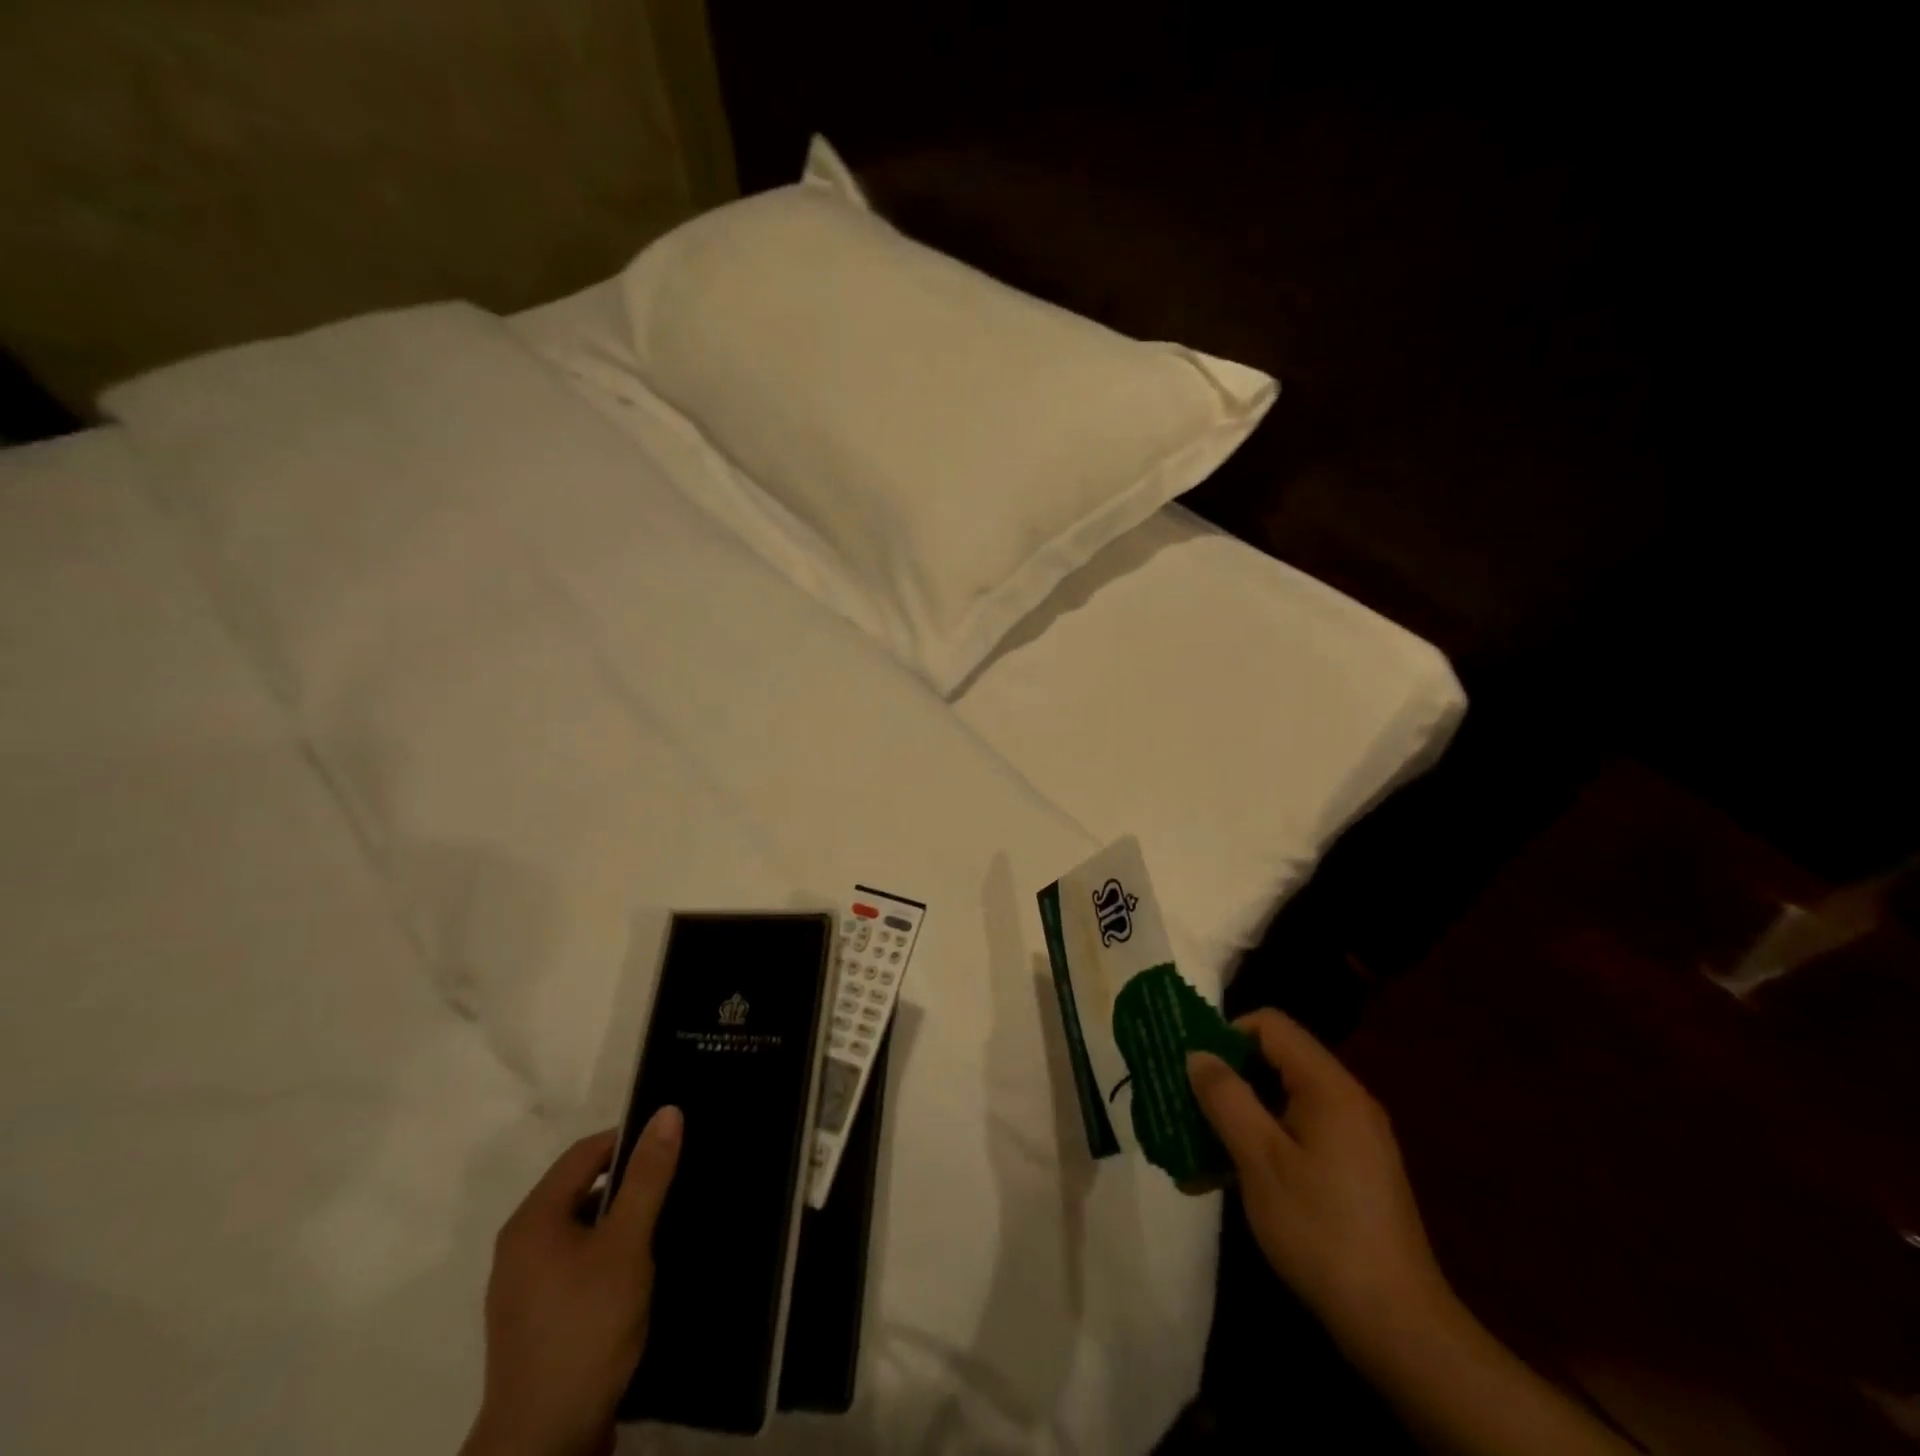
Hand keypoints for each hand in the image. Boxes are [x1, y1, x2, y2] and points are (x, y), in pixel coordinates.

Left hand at [462, 1109, 682, 1455]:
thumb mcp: (627, 1243)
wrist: (544, 1442)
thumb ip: (647, 1177)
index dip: (628, 1140)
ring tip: (664, 1223)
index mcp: (532, 1220)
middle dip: (627, 1181)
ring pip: (579, 1228)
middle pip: (579, 1189)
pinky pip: (575, 1262)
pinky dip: (606, 1253)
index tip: (671, 1144)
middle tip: (674, 1182)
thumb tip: (667, 1112)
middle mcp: (519, 1246)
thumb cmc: (586, 1327)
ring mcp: (522, 1287)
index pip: (584, 1154)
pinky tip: (638, 1270)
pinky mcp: (534, 1320)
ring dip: (618, 1220)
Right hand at [1190, 1013, 1636, 1454]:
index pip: (1270, 1025)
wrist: (1397, 1326)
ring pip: (1279, 1101)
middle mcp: (1344, 1100)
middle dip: (1225, 1079)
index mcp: (1328, 1087)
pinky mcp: (1349, 1170)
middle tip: (1183, 1103)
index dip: (1226, 1034)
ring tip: (1192, 1149)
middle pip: (1274, 1061)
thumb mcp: (1260, 1160)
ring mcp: (1350, 1137)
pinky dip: (1259, 1144)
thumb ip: (1226, 1098)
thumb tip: (1198, 1054)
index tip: (1192, 1067)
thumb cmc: (1321, 1231)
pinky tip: (1223, 1179)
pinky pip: (1294, 1134)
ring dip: (1236, 1117)